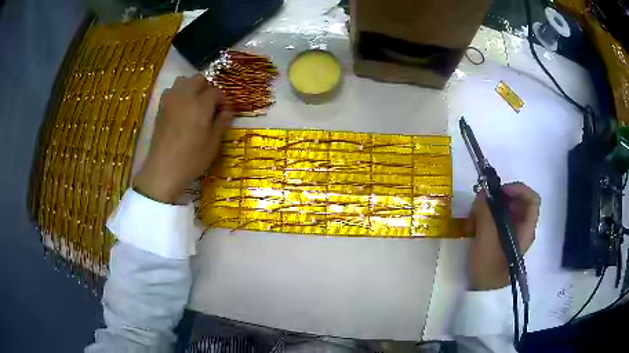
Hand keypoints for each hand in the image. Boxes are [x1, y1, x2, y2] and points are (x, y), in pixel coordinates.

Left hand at [133, 75, 232, 203]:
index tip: (224, 112)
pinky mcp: (160, 108)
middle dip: (207, 88)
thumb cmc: (191, 159)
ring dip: (191, 87)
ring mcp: (170, 100)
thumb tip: (228, 111)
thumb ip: (221, 123)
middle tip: (210, 105)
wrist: (163, 169)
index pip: (216, 92)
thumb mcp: (213, 144)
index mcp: (201, 104)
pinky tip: (181, 108)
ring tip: (194, 103)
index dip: (222, 100)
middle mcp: (185, 96)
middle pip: (198, 80)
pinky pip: (171, 91)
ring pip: (183, 81)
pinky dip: (178, 93)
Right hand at [466, 182, 539, 289]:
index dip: (518, 189)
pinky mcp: (501, 238)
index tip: (500, 191)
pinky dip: (485, 218)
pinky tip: (472, 226)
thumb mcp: (485, 240)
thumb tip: (482, 193)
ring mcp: (512, 234)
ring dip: (488, 209)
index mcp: (526, 229)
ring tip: (472, 218)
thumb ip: (485, 214)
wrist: (481, 293)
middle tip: (481, 203)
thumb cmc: (488, 268)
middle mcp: (522, 228)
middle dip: (498, 199)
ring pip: (504, 210)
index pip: (532, 199)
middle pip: (516, 202)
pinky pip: (496, 220)